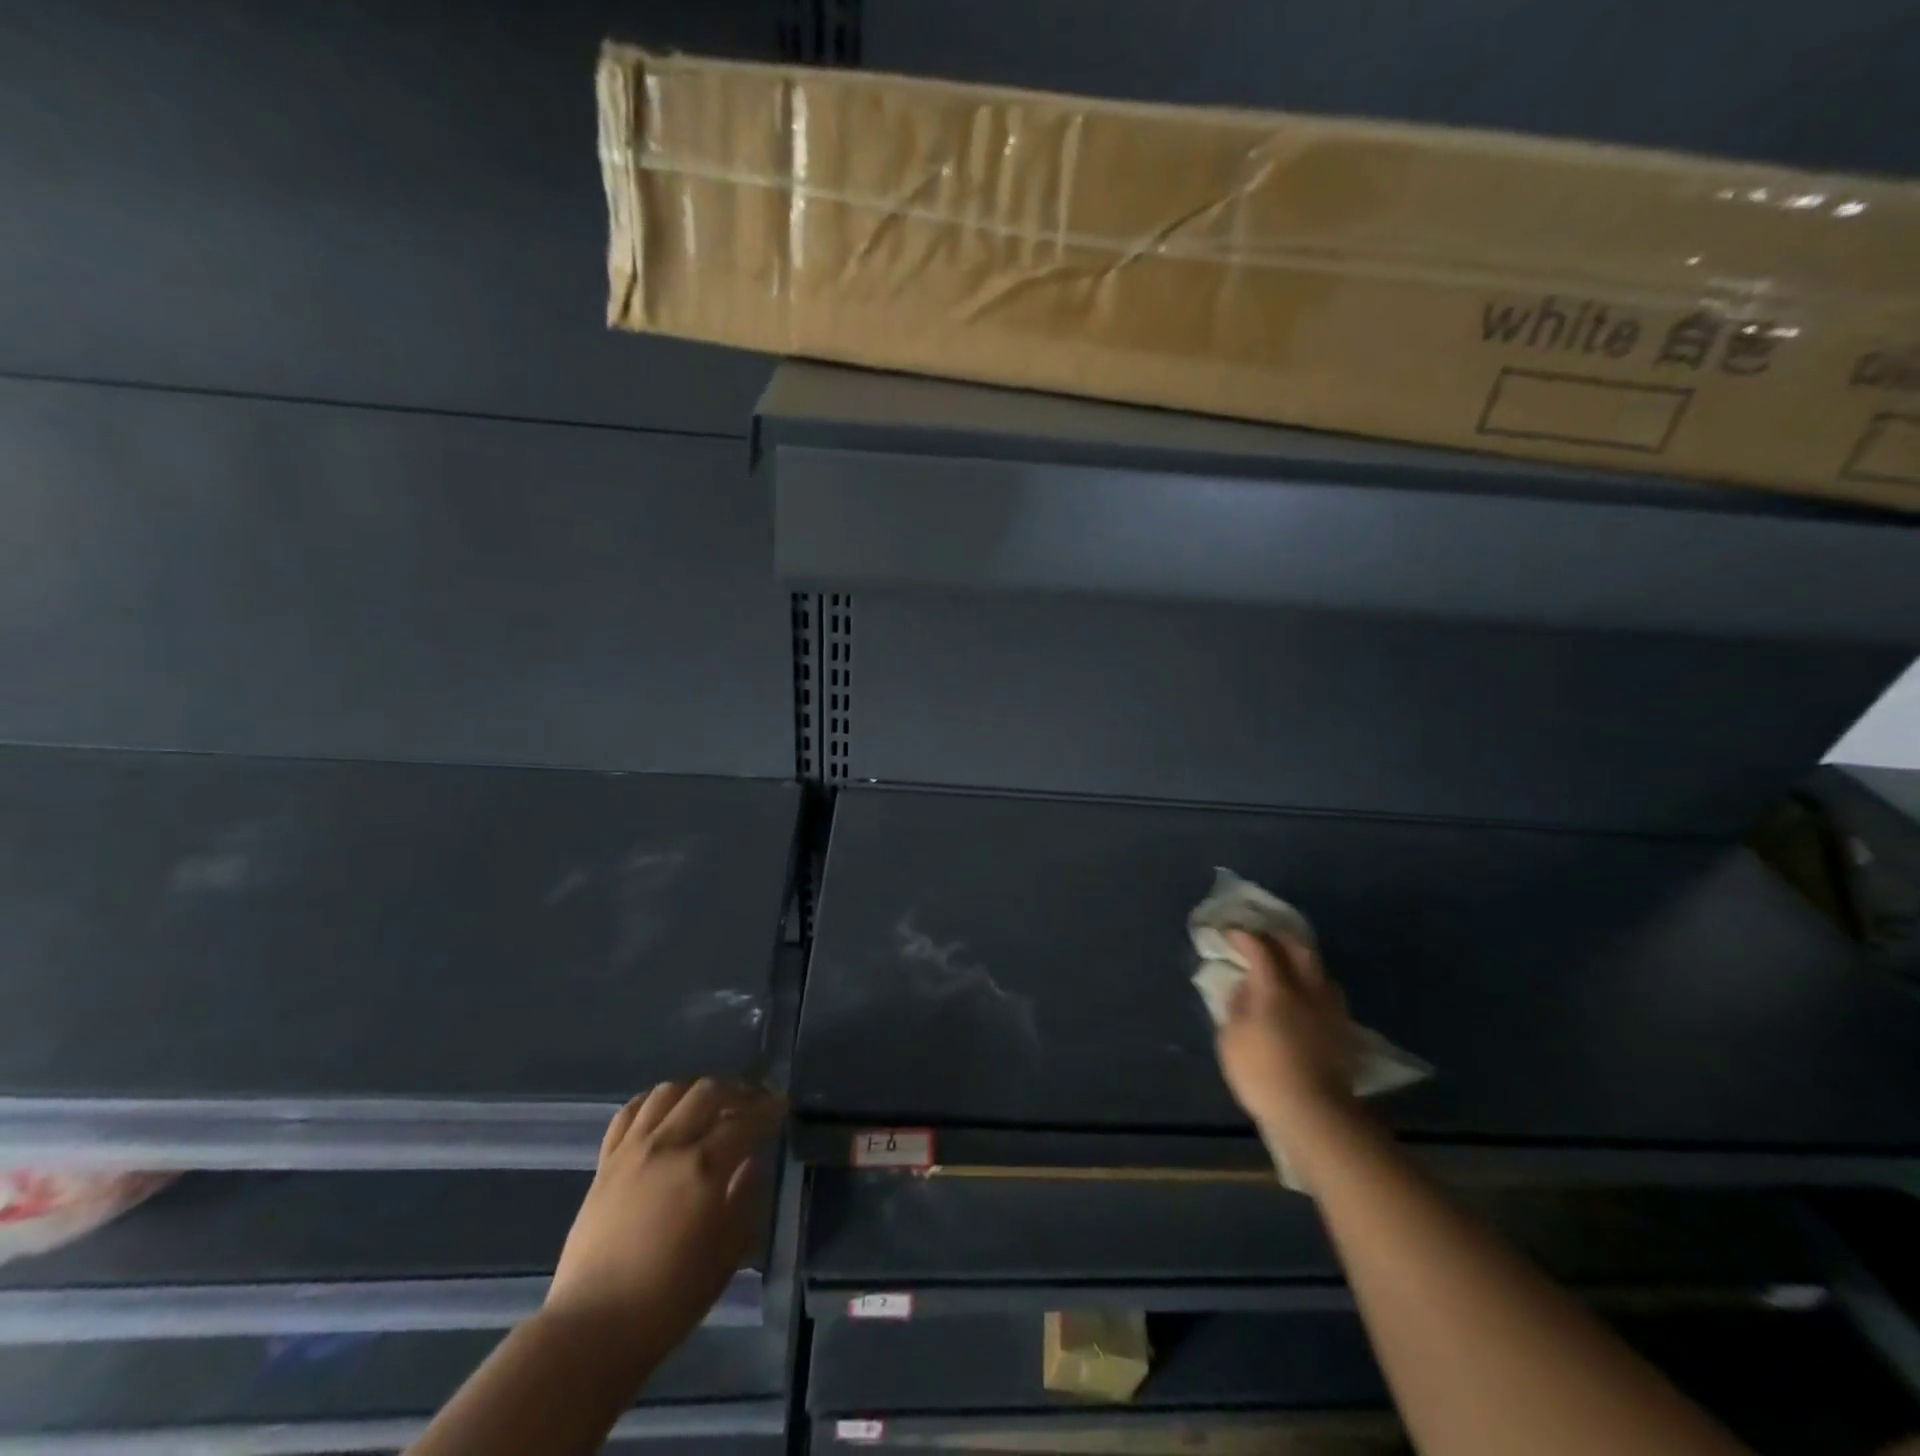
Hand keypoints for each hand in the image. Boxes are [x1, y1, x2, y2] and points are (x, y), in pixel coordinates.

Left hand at [546, 1080, 781, 1343]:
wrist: (592, 1329)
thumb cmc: (669, 1299)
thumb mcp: (726, 1255)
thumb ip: (745, 1200)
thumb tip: (752, 1163)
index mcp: (704, 1167)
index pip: (745, 1120)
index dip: (768, 1110)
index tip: (781, 1106)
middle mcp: (669, 1145)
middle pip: (708, 1092)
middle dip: (737, 1091)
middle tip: (751, 1103)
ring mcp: (633, 1150)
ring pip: (668, 1092)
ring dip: (695, 1091)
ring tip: (709, 1105)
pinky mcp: (605, 1163)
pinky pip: (629, 1113)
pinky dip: (652, 1103)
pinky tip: (663, 1113)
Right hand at [1215, 930, 1360, 1144]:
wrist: (1314, 1114)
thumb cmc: (1262, 1073)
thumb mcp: (1230, 1039)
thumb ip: (1236, 1006)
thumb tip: (1245, 988)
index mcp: (1275, 988)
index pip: (1260, 948)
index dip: (1243, 936)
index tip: (1230, 934)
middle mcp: (1307, 990)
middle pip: (1300, 948)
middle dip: (1279, 938)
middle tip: (1263, 939)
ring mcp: (1330, 1010)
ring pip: (1320, 972)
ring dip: (1301, 963)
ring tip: (1287, 970)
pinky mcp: (1343, 1032)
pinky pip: (1328, 997)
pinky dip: (1313, 989)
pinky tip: (1305, 1001)